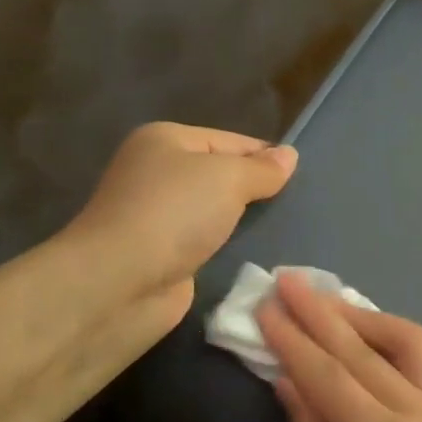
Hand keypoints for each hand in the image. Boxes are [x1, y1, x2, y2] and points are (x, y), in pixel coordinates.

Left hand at [68, 122, 296, 328]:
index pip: (229, 140)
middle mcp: (156, 173)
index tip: (301, 177)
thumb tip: (289, 156)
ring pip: (214, 212)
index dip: (265, 156)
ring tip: (285, 230)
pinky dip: (226, 248)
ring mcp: (157, 216)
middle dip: (254, 190)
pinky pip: (206, 243)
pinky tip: (255, 255)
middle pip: (219, 175)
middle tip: (296, 206)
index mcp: (165, 140)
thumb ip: (262, 169)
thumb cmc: (174, 214)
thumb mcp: (228, 178)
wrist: (120, 282)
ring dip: (241, 223)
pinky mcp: (162, 255)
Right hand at [258, 273, 421, 421]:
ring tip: (328, 305)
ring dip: (366, 318)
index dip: (292, 338)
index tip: (264, 303)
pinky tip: (369, 342)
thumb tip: (287, 381)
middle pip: (364, 349)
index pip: (327, 374)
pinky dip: (393, 342)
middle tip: (288, 281)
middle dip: (323, 312)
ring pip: (409, 344)